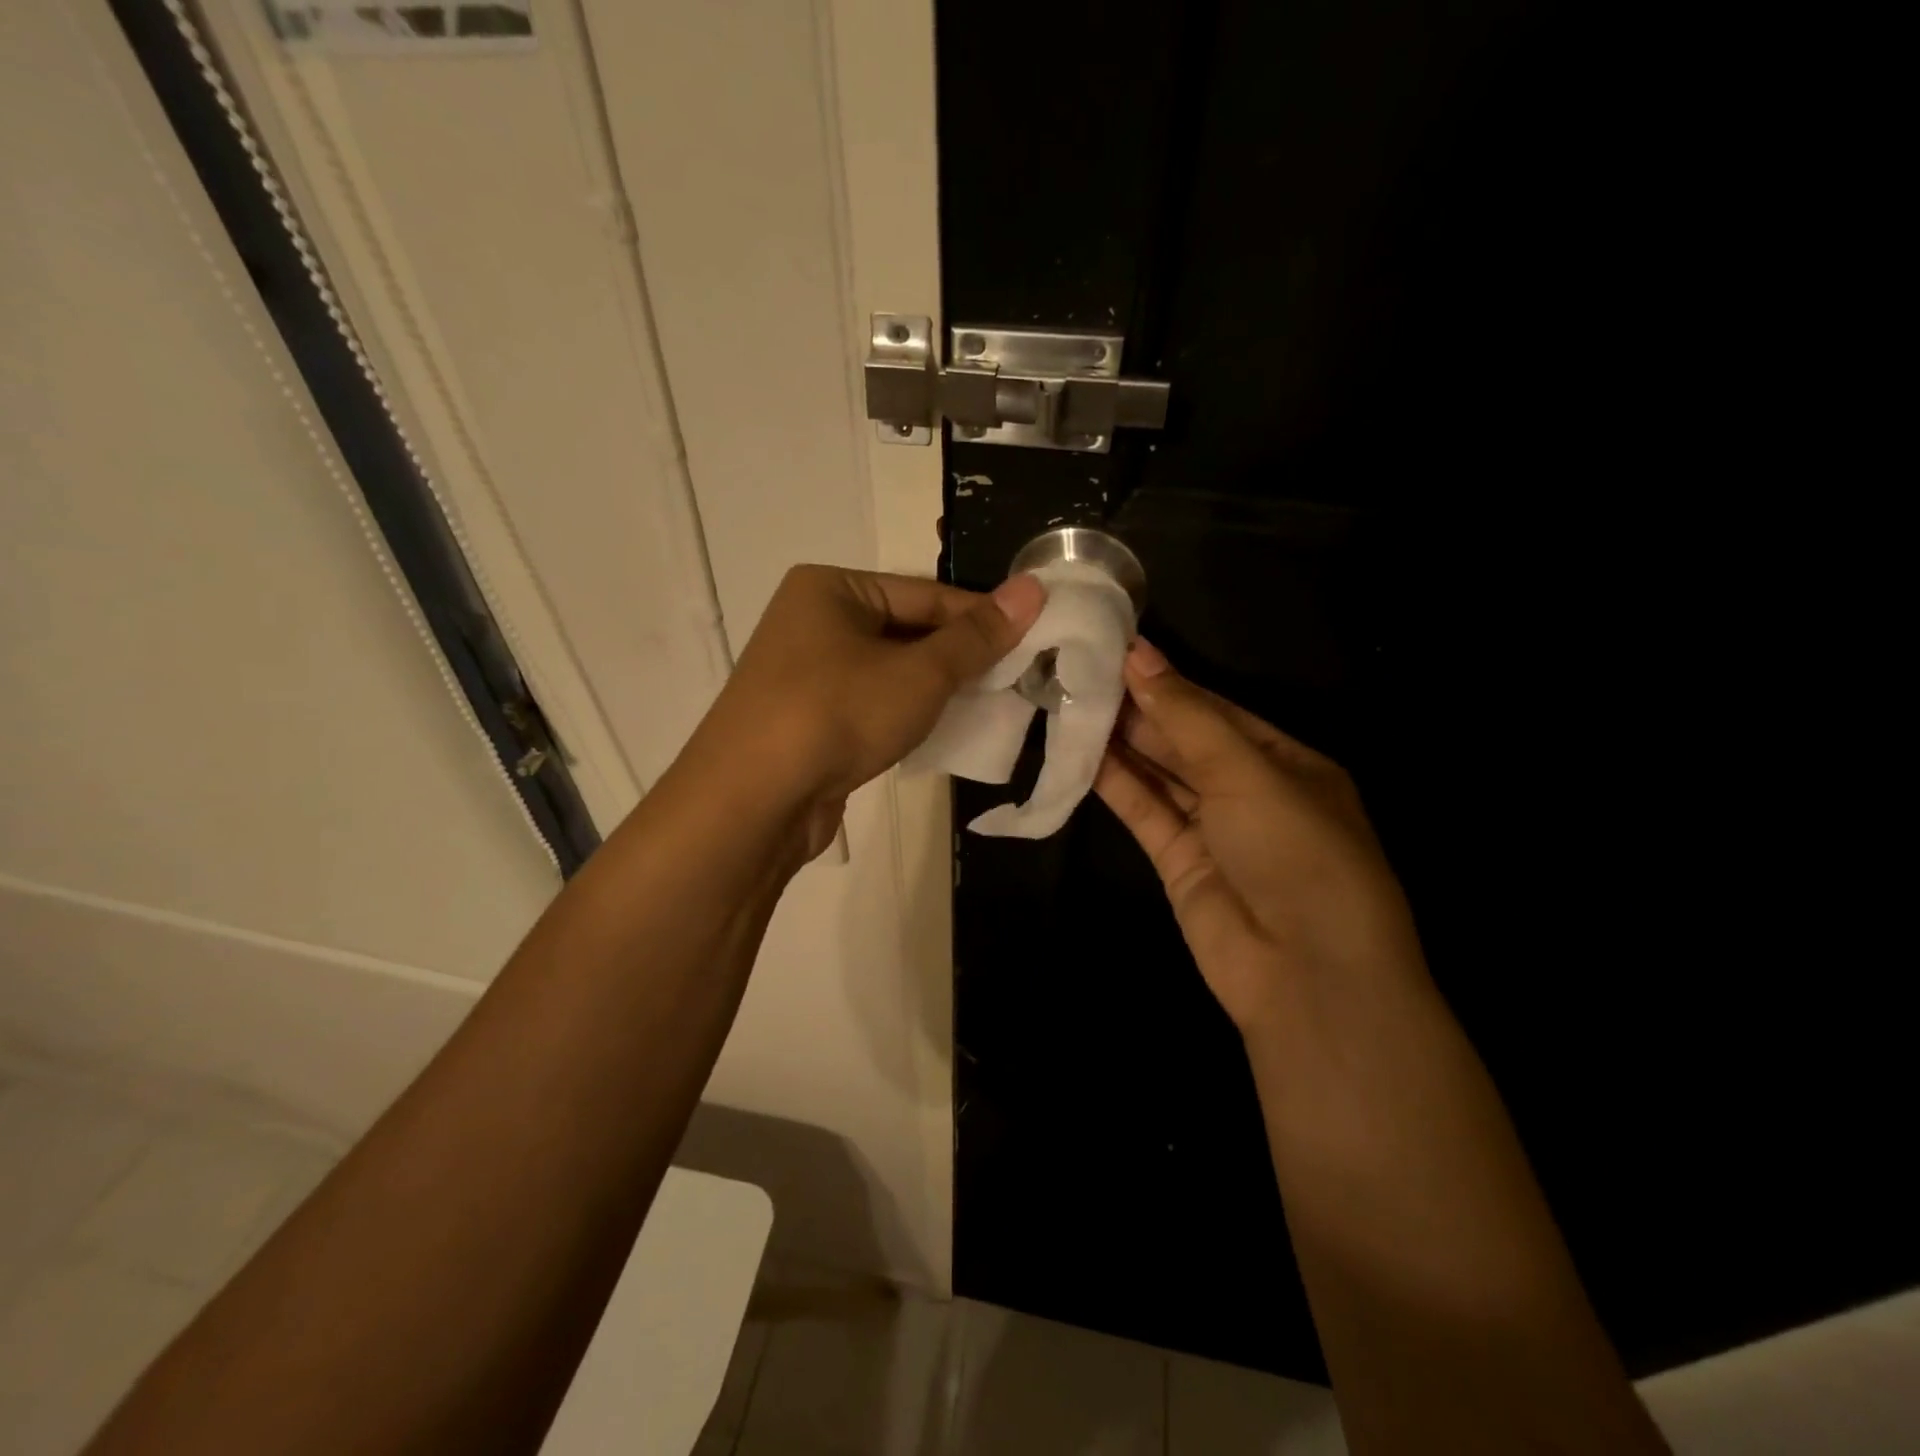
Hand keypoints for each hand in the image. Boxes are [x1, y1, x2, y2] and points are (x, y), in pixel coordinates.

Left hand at [685, 565, 1045, 855]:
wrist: (752, 802)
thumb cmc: (838, 714)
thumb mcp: (919, 673)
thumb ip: (976, 637)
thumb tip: (1033, 590)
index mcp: (831, 589)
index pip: (925, 593)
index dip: (981, 617)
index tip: (1032, 638)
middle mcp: (812, 622)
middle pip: (906, 631)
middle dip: (958, 658)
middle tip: (1016, 677)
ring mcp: (804, 675)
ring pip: (889, 673)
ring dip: (935, 690)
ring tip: (987, 706)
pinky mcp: (806, 722)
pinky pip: (869, 706)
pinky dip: (905, 716)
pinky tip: (939, 733)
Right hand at [1094, 639, 1424, 1036]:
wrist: (1305, 974)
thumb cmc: (1295, 851)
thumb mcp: (1246, 772)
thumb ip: (1186, 716)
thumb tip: (1138, 655)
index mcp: (1286, 761)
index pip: (1217, 710)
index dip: (1168, 682)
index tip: (1116, 652)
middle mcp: (1249, 791)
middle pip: (1185, 740)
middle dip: (1138, 710)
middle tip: (1080, 674)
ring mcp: (1213, 829)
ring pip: (1159, 774)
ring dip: (1120, 743)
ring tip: (1070, 702)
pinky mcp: (1178, 862)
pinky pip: (1143, 811)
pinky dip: (1114, 784)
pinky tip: (1079, 754)